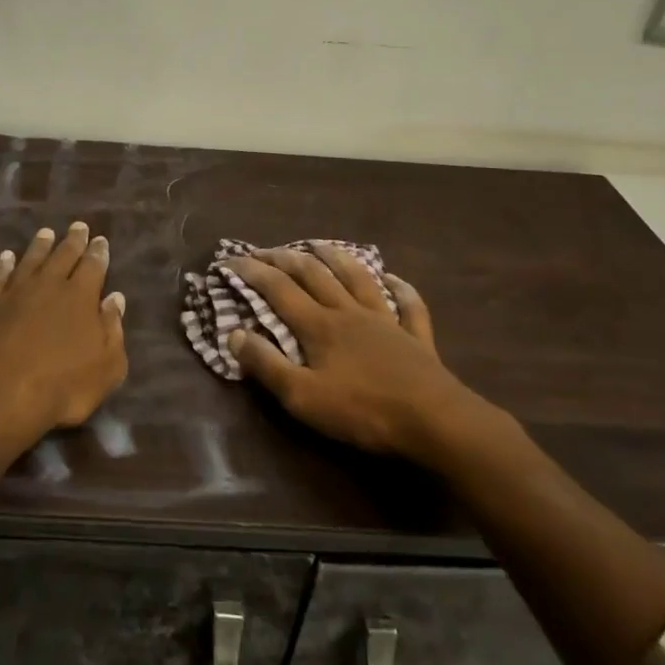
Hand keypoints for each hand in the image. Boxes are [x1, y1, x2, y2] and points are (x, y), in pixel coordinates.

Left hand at [0, 222, 127, 440]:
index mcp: (81, 296)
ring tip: (46, 233)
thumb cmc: (63, 385)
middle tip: (78, 226)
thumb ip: (113, 329)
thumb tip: (115, 298)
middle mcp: (50, 285)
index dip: (98, 252)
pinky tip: (6, 257)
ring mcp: (17, 292)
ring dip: (40, 246)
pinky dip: (3, 265)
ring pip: (31, 260)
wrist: (0, 393)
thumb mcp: (107, 366)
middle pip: (63, 255)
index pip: (93, 266)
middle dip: (73, 241)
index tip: (100, 239)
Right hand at [226, 244, 481, 464]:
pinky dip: (400, 289)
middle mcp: (349, 312)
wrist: (433, 420)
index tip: (231, 260)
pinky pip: (408, 305)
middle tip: (267, 250)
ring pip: (358, 279)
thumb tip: (234, 334)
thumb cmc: (362, 411)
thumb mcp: (302, 397)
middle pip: (314, 276)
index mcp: (319, 326)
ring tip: (320, 244)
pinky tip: (394, 278)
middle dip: (286, 259)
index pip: (278, 290)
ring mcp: (385, 321)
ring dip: (337, 258)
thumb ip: (266, 365)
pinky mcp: (416, 338)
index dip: (253, 272)